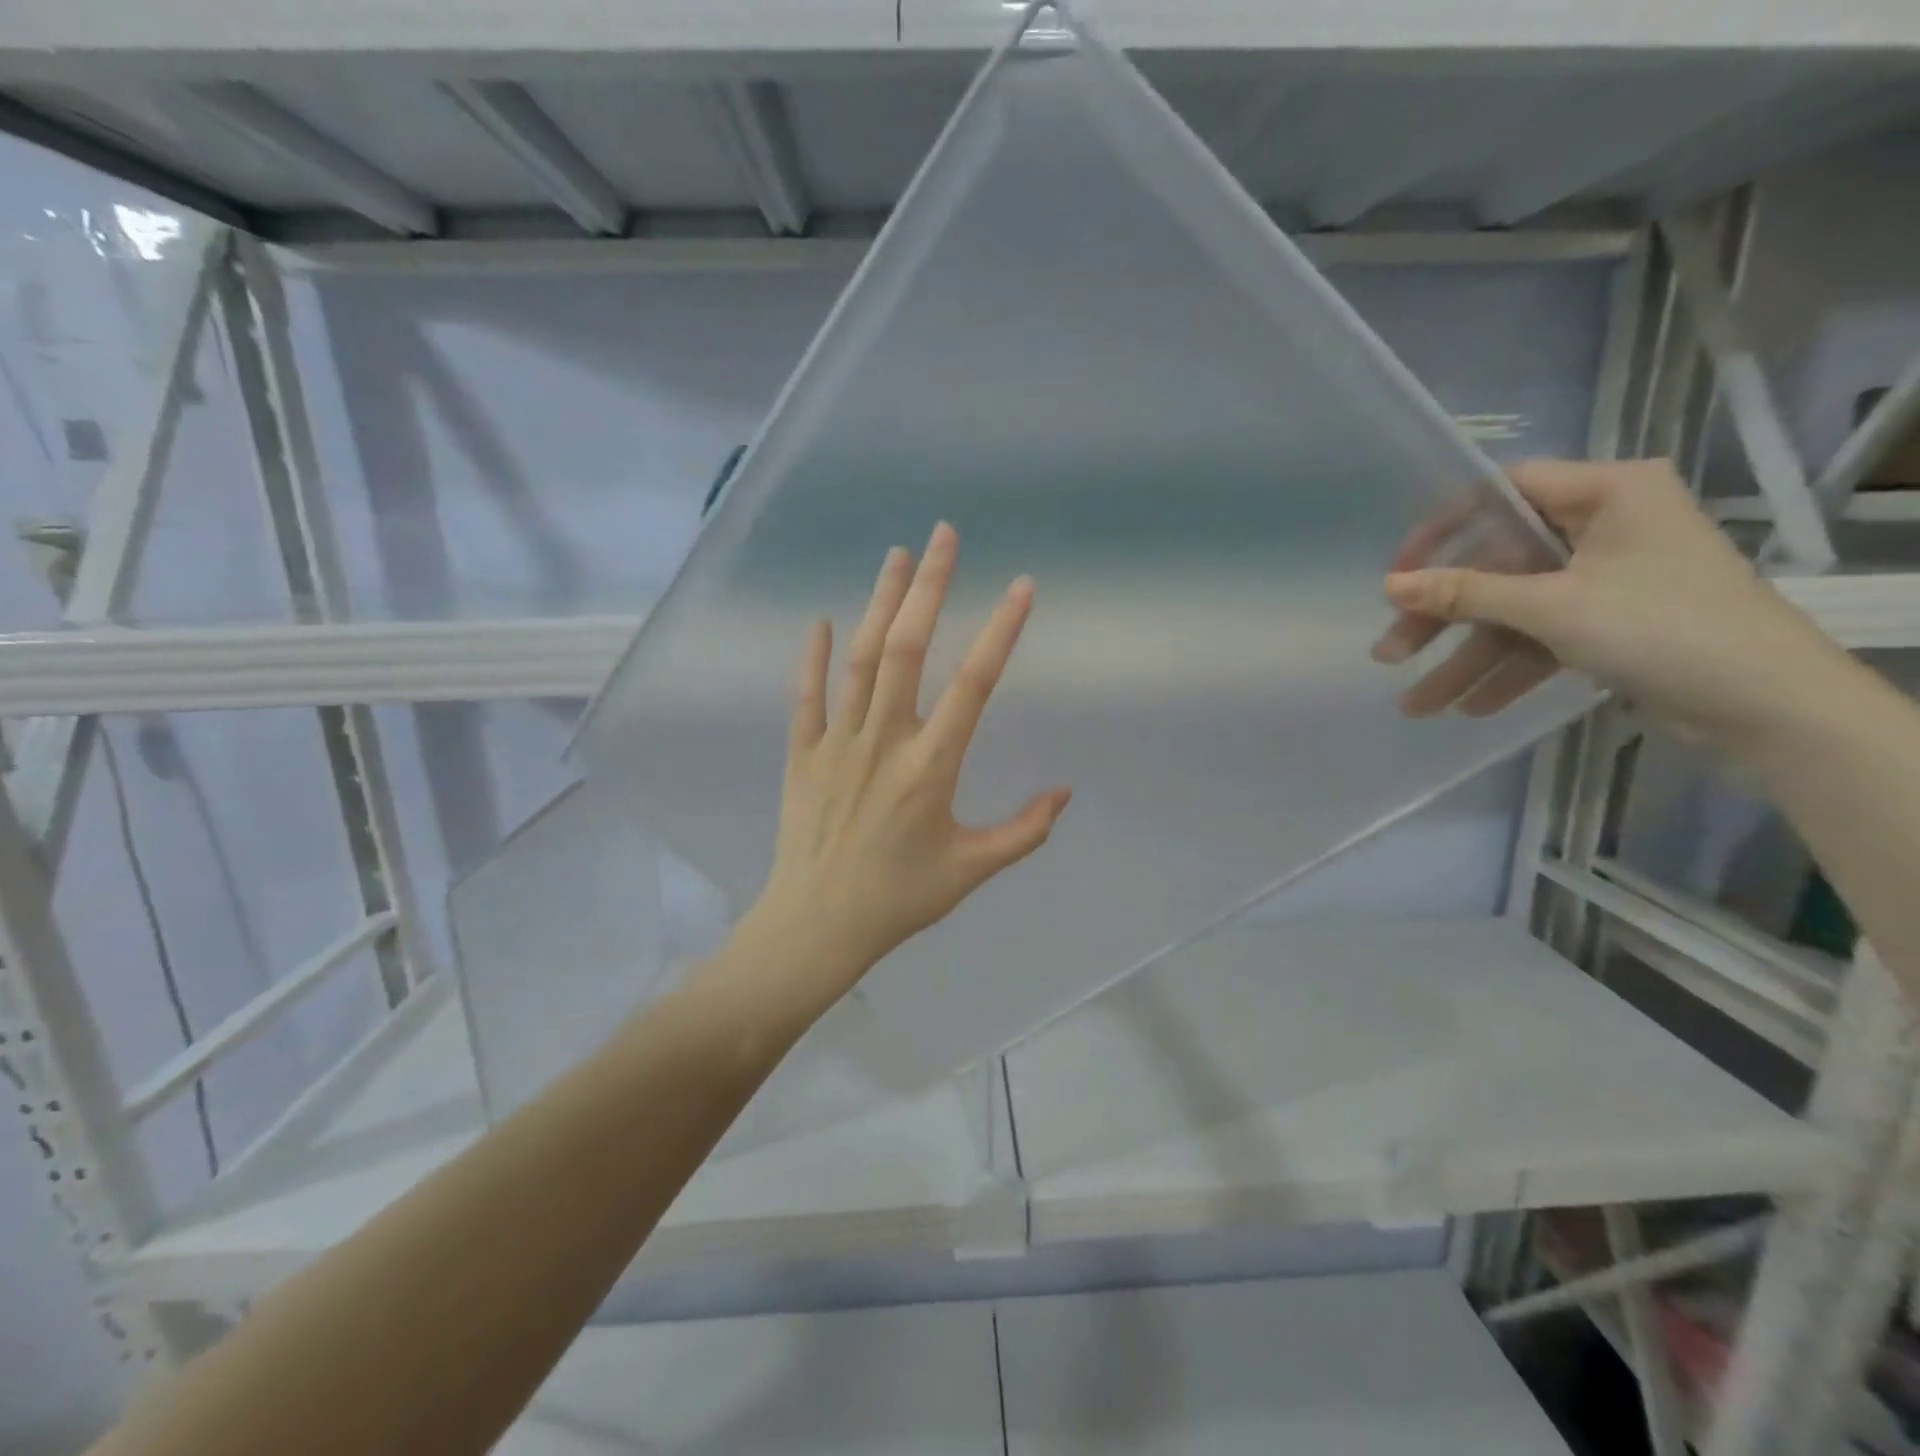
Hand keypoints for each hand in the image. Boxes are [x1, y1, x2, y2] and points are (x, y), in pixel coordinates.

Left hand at [727, 522, 1070, 1023]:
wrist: (817, 926)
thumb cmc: (899, 899)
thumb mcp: (972, 871)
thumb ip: (1023, 831)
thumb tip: (1064, 792)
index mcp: (931, 767)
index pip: (974, 685)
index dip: (1001, 631)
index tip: (1022, 587)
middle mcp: (884, 742)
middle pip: (908, 649)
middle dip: (929, 587)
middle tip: (943, 535)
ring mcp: (837, 743)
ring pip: (861, 660)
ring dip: (880, 603)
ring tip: (897, 555)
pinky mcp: (802, 754)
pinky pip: (806, 696)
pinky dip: (813, 656)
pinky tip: (822, 620)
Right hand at [1374, 458, 1852, 755]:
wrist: (1769, 706)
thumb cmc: (1663, 629)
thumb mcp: (1552, 607)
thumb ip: (1466, 593)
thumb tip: (1389, 585)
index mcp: (1607, 493)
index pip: (1503, 492)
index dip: (1443, 530)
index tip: (1400, 574)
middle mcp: (1605, 526)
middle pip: (1498, 564)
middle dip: (1444, 619)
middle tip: (1391, 653)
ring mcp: (1607, 577)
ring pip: (1515, 609)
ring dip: (1467, 658)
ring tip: (1418, 705)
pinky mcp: (1612, 621)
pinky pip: (1543, 636)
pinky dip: (1509, 669)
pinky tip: (1471, 707)